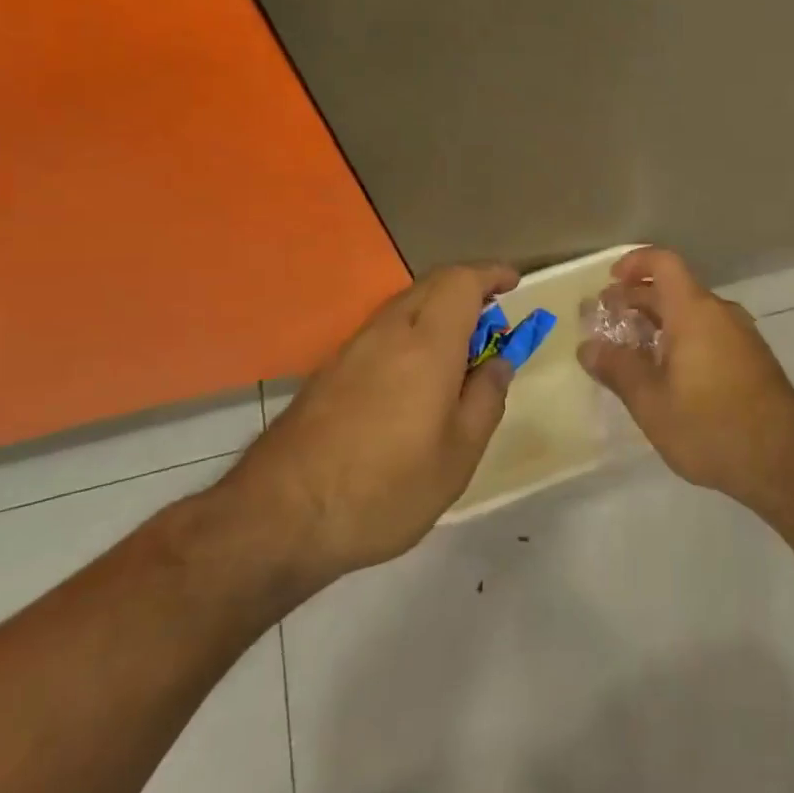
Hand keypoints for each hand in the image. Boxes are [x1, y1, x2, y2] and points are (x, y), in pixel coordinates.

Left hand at [204, 262, 519, 603]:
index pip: (462, 281)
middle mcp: (388, 332)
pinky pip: (383, 331)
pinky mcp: (330, 371)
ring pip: (405, 307)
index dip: (491, 274)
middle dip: (468, 290)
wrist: (280, 517)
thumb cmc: (385, 488)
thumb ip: (486, 398)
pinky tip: (416, 379)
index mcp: (427, 344)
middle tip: (492, 323)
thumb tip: (499, 362)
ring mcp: (352, 349)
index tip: (514, 283)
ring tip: (459, 355)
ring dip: (439, 313)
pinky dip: (412, 334)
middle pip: (432, 285)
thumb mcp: (458, 455)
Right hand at [579, 247, 793, 515]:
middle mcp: (720, 313)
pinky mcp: (751, 360)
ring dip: (658, 323)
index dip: (633, 263)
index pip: (663, 263)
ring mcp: (741, 336)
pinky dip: (680, 339)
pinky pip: (708, 333)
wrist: (786, 462)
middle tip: (606, 321)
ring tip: (630, 350)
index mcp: (694, 311)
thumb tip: (587, 347)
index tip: (609, 283)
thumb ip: (617, 369)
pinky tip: (666, 375)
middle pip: (674, 289)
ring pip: (691, 314)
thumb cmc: (711, 426)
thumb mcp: (651, 402)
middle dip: (637, 299)